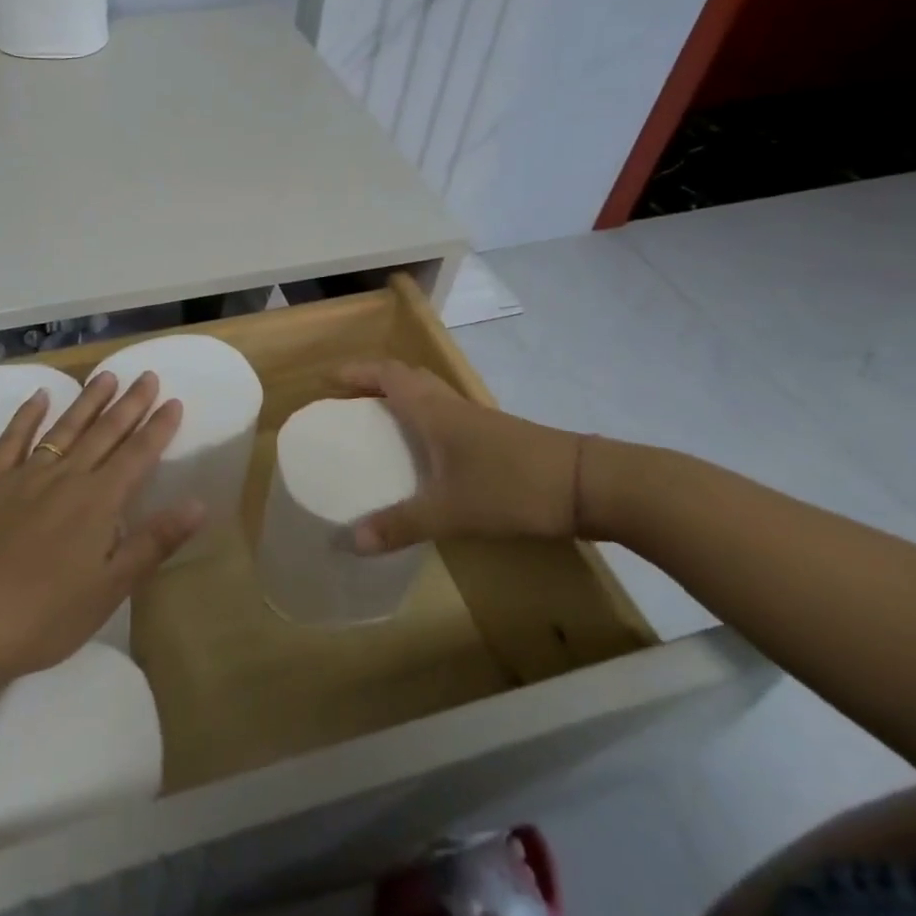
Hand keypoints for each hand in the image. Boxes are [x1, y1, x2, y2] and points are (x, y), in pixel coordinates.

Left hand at [0, 370, 203, 677]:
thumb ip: (154, 541)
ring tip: (106, 376)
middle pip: (105, 433)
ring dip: (88, 401)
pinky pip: (12, 440)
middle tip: (147, 376)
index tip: (173, 401)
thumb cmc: (48, 615)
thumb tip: (198, 503)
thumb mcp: (111, 587)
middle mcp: (66, 477)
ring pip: (64, 428)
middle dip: (130, 404)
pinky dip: (27, 415)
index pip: (138, 455)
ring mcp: (26, 477)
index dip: (158, 428)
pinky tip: (39, 396)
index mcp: (99, 501)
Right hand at [333, 361, 584, 552]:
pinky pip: (447, 415)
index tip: (327, 380)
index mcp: (433, 411)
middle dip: (373, 382)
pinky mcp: (496, 437)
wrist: (588, 485)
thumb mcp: (450, 511)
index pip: (387, 375)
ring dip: (400, 398)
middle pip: (407, 377)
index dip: (356, 372)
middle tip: (348, 401)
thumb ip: (400, 525)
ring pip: (430, 395)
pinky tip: (425, 453)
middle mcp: (452, 406)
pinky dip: (425, 420)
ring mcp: (477, 420)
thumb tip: (351, 542)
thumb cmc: (511, 487)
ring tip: (378, 423)